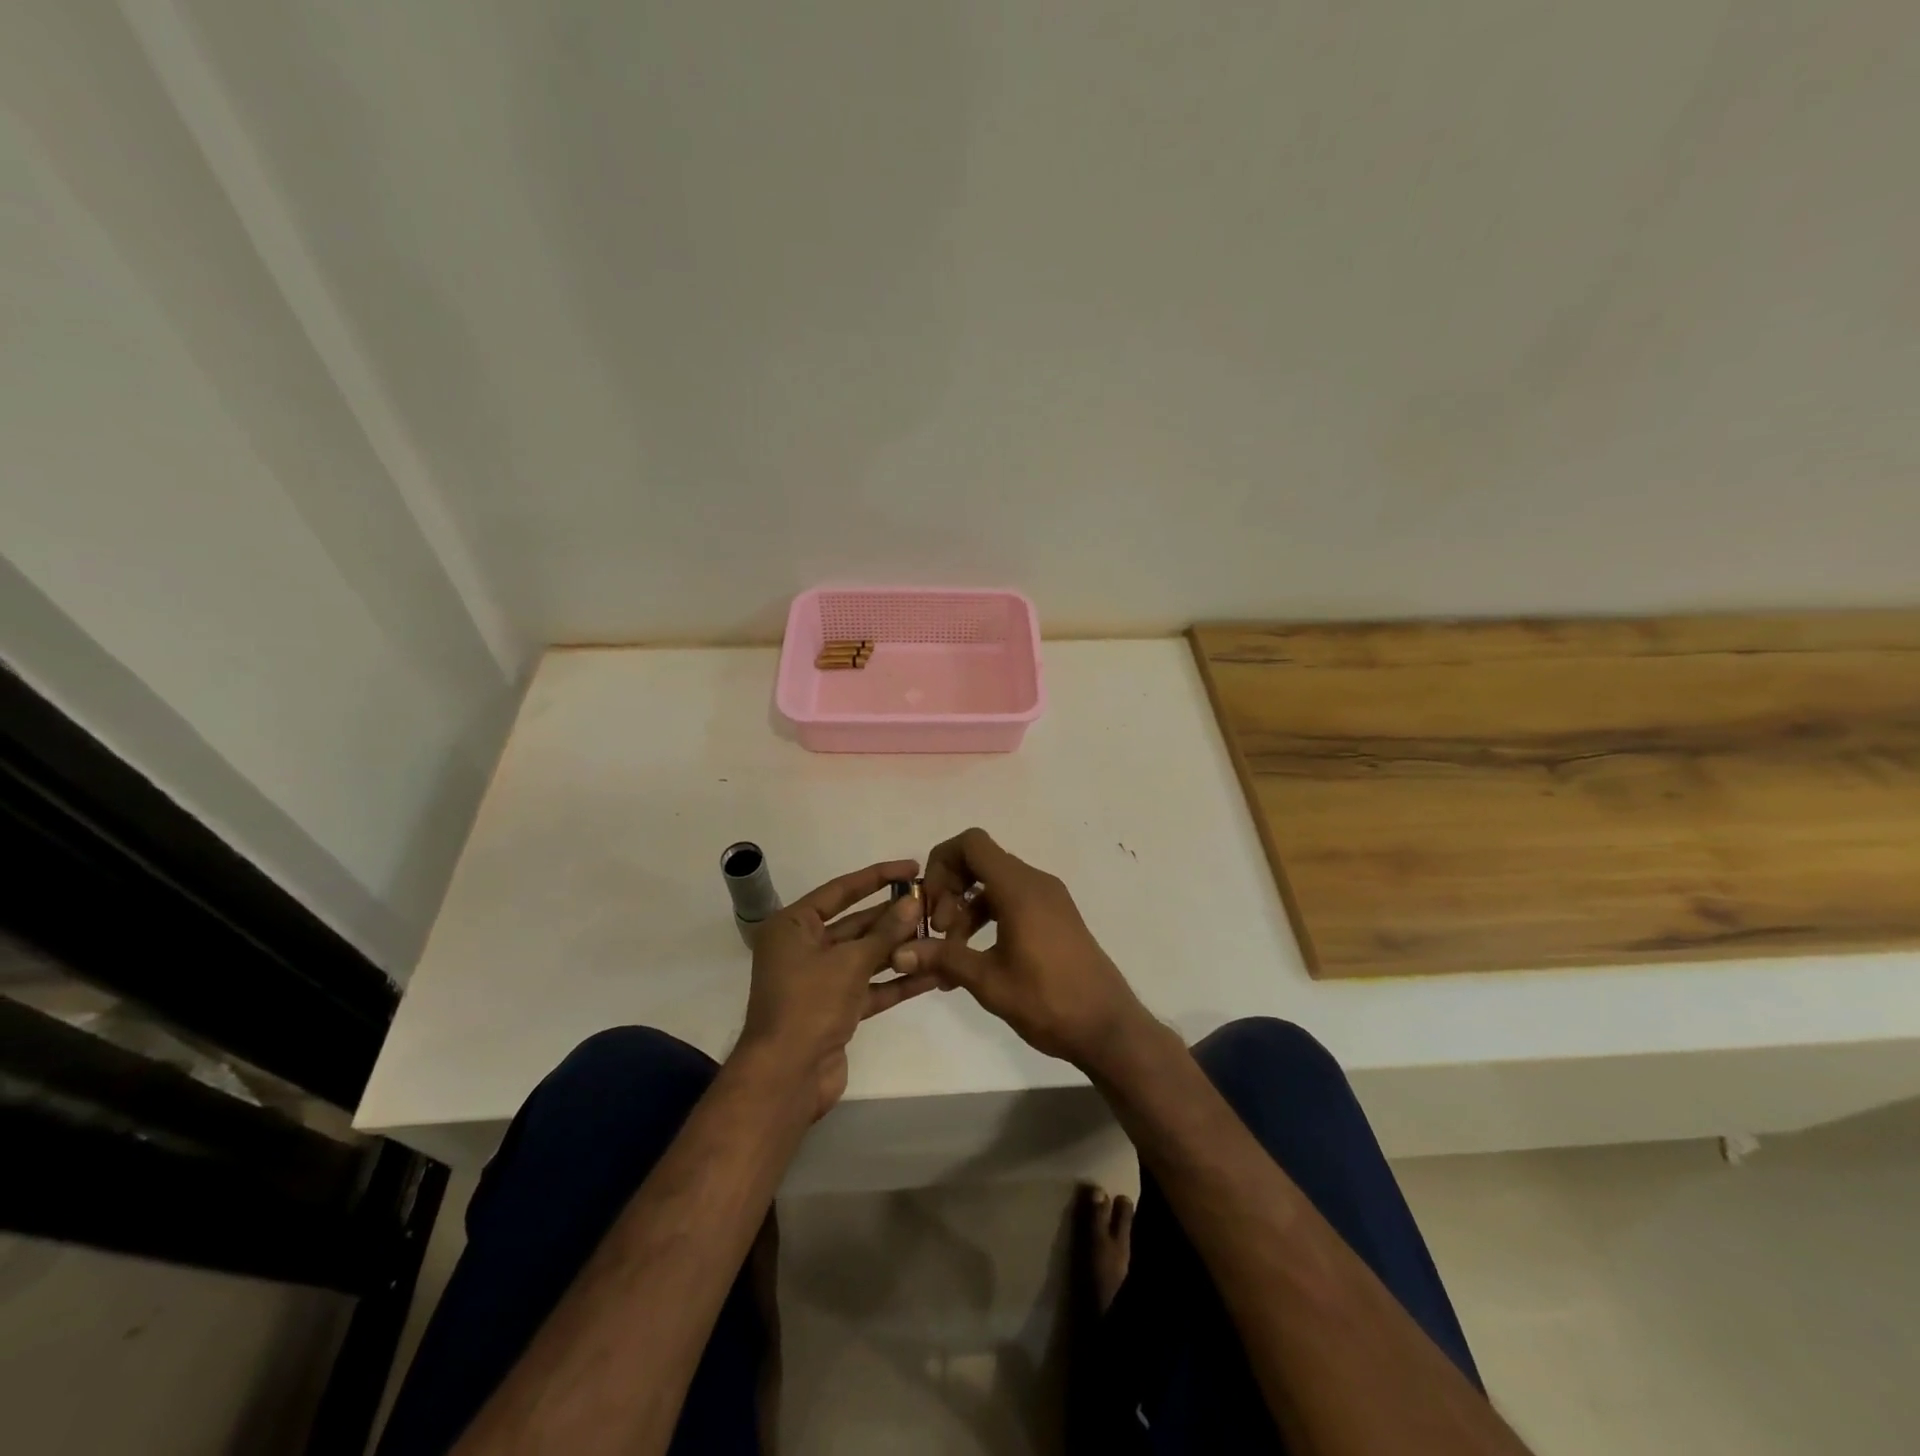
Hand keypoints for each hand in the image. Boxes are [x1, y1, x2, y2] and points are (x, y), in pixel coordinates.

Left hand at [738, 859, 934, 1117]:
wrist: (786, 1078)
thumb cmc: (809, 1005)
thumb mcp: (849, 962)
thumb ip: (885, 932)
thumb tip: (913, 902)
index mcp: (793, 926)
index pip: (841, 890)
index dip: (878, 876)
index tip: (912, 868)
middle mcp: (804, 948)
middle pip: (856, 923)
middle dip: (894, 916)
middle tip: (934, 904)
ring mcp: (821, 980)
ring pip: (867, 956)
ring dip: (901, 948)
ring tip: (941, 934)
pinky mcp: (837, 1009)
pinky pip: (871, 986)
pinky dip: (897, 980)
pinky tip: (933, 972)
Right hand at [891, 829, 1151, 1071]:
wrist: (1108, 1027)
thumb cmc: (1048, 1000)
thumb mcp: (988, 981)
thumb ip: (943, 958)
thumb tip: (898, 952)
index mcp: (1019, 888)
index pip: (971, 843)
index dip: (941, 863)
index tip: (931, 904)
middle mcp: (1035, 882)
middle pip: (981, 861)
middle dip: (950, 890)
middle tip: (940, 933)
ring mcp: (1049, 898)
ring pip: (995, 884)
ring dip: (967, 908)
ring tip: (952, 953)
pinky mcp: (1056, 916)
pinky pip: (1013, 900)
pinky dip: (989, 917)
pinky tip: (976, 957)